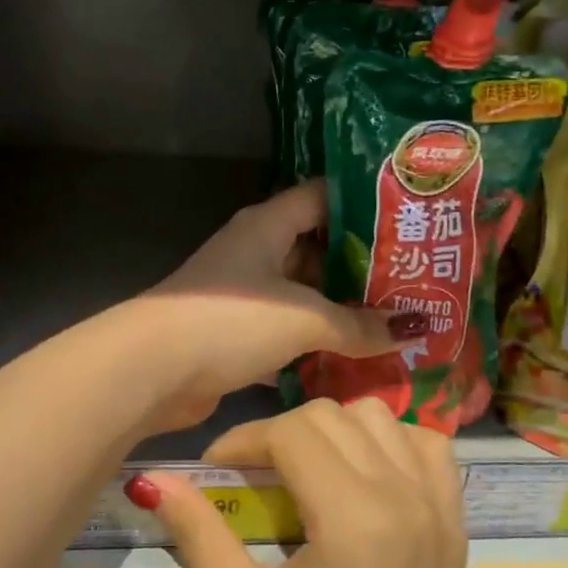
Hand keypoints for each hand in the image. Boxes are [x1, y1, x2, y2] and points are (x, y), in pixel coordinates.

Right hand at [129, 400, 466, 567]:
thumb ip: (197, 533)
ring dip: (336, 430)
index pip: (291, 433)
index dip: (243, 439)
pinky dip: (393, 442)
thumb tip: (150, 480)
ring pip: (380, 418)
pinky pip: (428, 446)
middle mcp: (403, 496)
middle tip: (255, 472)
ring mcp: (438, 504)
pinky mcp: (456, 520)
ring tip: (309, 468)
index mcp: (352, 517)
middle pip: (333, 416)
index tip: (217, 468)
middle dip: (282, 432)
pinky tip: (368, 473)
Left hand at [140, 183, 423, 429]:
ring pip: (302, 293)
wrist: (154, 370)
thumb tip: (412, 330)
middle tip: (413, 279)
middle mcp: (255, 251)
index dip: (365, 204)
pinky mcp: (235, 333)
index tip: (409, 220)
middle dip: (360, 265)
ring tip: (393, 319)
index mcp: (268, 225)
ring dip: (339, 308)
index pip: (323, 197)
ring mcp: (242, 294)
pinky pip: (286, 330)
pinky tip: (352, 356)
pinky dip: (314, 342)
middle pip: (316, 248)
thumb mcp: (305, 317)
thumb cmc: (232, 321)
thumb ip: (359, 326)